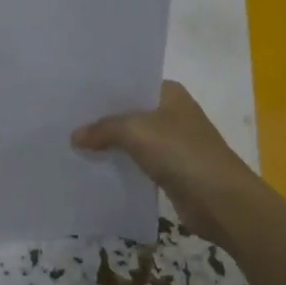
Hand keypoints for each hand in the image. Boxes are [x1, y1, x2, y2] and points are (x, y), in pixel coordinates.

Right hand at [72, 81, 262, 247]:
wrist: (221, 201)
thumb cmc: (181, 153)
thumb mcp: (136, 131)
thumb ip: (103, 129)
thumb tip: (75, 137)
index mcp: (169, 93)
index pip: (130, 83)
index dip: (103, 89)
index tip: (72, 93)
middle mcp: (171, 113)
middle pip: (129, 111)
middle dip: (101, 117)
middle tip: (64, 118)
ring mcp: (172, 142)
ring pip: (131, 138)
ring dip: (108, 143)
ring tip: (71, 142)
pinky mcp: (170, 170)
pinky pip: (137, 162)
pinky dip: (119, 164)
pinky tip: (93, 166)